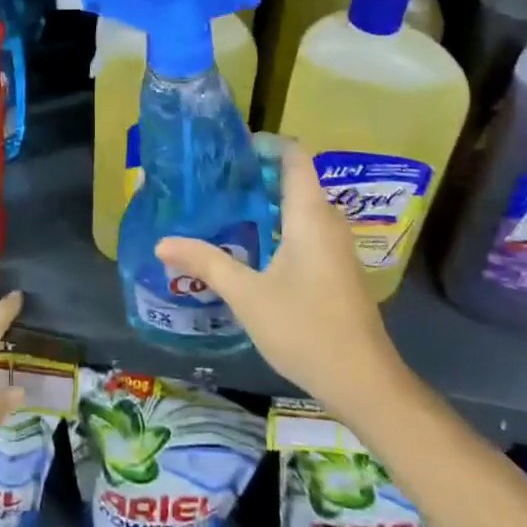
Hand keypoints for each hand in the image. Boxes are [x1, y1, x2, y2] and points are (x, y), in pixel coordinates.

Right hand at [156, 144, 406, 424]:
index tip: (229, 149)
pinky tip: (252, 243)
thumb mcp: (247, 295)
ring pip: (301, 205)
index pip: (294, 155)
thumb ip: (206, 262)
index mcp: (309, 214)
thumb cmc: (305, 328)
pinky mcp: (336, 267)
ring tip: (225, 205)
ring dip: (267, 200)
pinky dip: (279, 223)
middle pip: (295, 177)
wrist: (364, 382)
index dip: (265, 143)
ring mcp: (336, 245)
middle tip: (215, 178)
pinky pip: (306, 227)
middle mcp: (327, 220)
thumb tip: (161, 242)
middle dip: (257, 172)